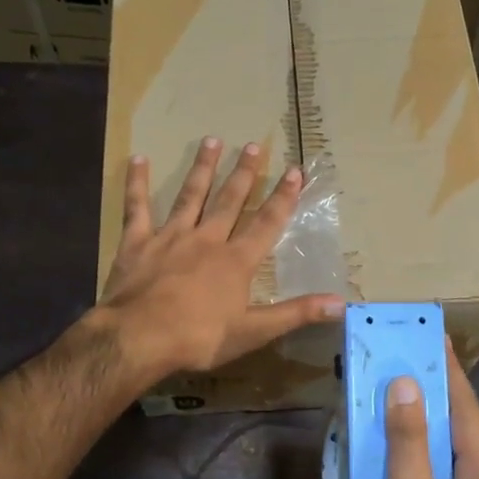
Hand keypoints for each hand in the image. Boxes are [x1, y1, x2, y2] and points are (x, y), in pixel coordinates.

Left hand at [97, 137, 342, 380]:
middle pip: (229, 201)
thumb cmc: (199, 338)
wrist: (139, 338)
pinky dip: (137, 183)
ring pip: (190, 196)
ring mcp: (170, 237)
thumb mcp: (254, 331)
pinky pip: (137, 207)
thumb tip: (340, 302)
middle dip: (244, 173)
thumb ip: (296, 314)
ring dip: (203, 168)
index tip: (295, 171)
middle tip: (253, 146)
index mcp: (236, 261)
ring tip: (212, 140)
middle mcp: (207, 240)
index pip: (266, 223)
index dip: (283, 197)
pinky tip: (139, 159)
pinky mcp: (137, 243)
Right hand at [378, 344, 478, 478]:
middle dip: (434, 395)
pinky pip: (450, 478)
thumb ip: (408, 443)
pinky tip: (402, 458)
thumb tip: (406, 386)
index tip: (431, 336)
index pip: (466, 407)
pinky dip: (427, 458)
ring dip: (428, 428)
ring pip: (455, 454)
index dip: (447, 370)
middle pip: (462, 428)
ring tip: (398, 402)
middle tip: (404, 364)